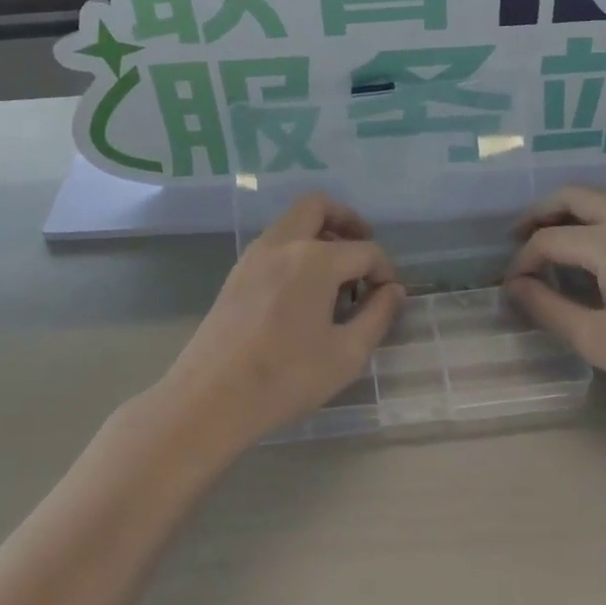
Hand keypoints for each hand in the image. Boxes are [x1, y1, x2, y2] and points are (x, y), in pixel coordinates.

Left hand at [166, 193, 403, 444]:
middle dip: (348, 221)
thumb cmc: (286, 378)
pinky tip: (306, 290)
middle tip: (364, 251)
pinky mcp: (237, 272)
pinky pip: (275, 242)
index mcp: (315, 259)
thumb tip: (394, 291)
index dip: (384, 270)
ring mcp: (255, 254)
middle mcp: (283, 243)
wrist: (211, 397)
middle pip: (319, 206)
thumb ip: (377, 316)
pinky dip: (297, 248)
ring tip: (338, 275)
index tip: (389, 296)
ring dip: (320, 233)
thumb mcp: (346, 354)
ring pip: (293, 221)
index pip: (364, 250)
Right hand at [504, 185, 605, 409]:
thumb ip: (547, 308)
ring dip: (568, 213)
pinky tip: (591, 252)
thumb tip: (514, 286)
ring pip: (600, 199)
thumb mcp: (598, 339)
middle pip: (572, 196)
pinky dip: (594, 220)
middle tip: (517, 240)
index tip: (509, 288)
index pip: (548, 239)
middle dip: (539, 214)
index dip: (521, 261)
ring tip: (548, 243)